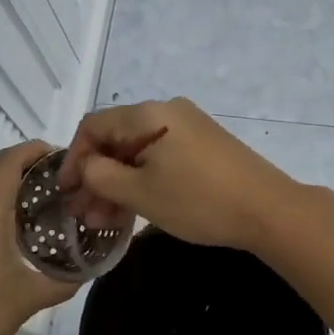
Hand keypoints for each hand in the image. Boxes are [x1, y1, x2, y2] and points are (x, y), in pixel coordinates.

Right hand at [56, 98, 302, 251]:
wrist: (267, 210)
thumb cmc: (198, 200)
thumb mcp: (140, 192)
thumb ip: (101, 176)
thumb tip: (85, 167)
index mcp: (148, 114)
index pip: (94, 126)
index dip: (73, 158)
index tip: (66, 193)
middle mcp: (167, 112)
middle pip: (116, 139)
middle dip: (96, 178)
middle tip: (84, 215)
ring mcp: (188, 127)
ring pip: (138, 152)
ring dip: (118, 184)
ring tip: (105, 222)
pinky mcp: (204, 145)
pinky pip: (161, 157)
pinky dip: (143, 180)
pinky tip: (134, 210)